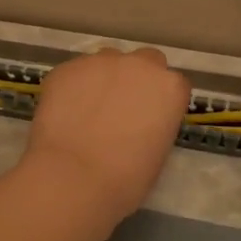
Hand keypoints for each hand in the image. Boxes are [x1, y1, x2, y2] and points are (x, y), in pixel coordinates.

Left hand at [21, 47, 191, 220]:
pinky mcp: (67, 68)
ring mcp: (100, 62)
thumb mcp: (157, 154)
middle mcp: (139, 65)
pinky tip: (65, 114)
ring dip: (105, 79)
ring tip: (89, 110)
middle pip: (145, 61)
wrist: (74, 178)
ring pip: (107, 61)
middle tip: (122, 108)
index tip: (152, 118)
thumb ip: (154, 126)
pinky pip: (75, 74)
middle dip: (137, 79)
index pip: (175, 84)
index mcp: (170, 88)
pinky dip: (73, 88)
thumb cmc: (126, 179)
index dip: (162, 100)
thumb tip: (139, 125)